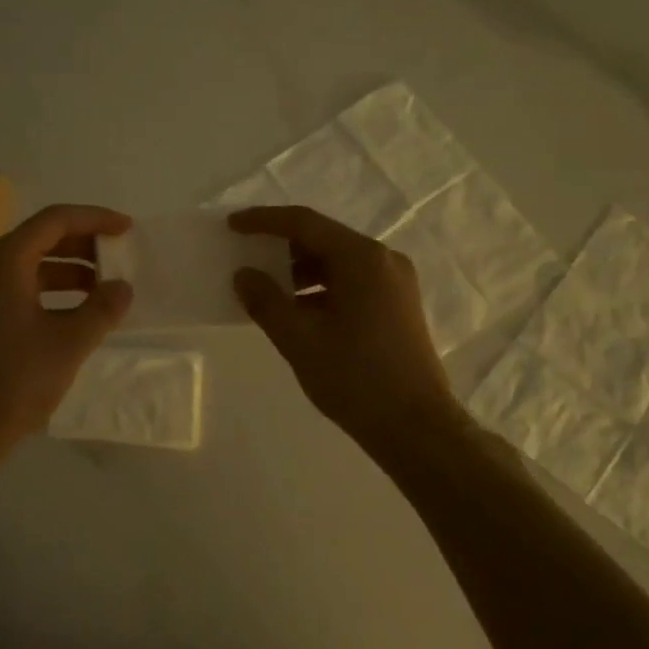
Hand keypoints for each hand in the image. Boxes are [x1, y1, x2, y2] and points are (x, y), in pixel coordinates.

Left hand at [0, 204, 133, 452]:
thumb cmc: (15, 380)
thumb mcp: (69, 343)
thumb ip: (102, 309)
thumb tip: (124, 286)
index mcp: (7, 261)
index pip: (55, 220)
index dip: (95, 218)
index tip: (127, 229)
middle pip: (41, 238)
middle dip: (83, 243)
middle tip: (118, 256)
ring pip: (31, 265)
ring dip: (69, 269)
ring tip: (104, 287)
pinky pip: (20, 287)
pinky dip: (52, 291)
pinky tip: (77, 313)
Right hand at [230, 206, 462, 449]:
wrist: (416, 427)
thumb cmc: (355, 379)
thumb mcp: (300, 340)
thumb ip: (266, 302)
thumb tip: (243, 276)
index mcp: (362, 259)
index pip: (304, 223)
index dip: (264, 221)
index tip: (232, 226)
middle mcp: (383, 260)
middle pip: (324, 239)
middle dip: (282, 247)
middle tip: (246, 255)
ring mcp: (395, 283)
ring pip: (338, 263)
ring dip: (301, 271)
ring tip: (266, 289)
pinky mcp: (398, 305)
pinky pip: (352, 282)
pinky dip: (321, 288)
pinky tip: (297, 311)